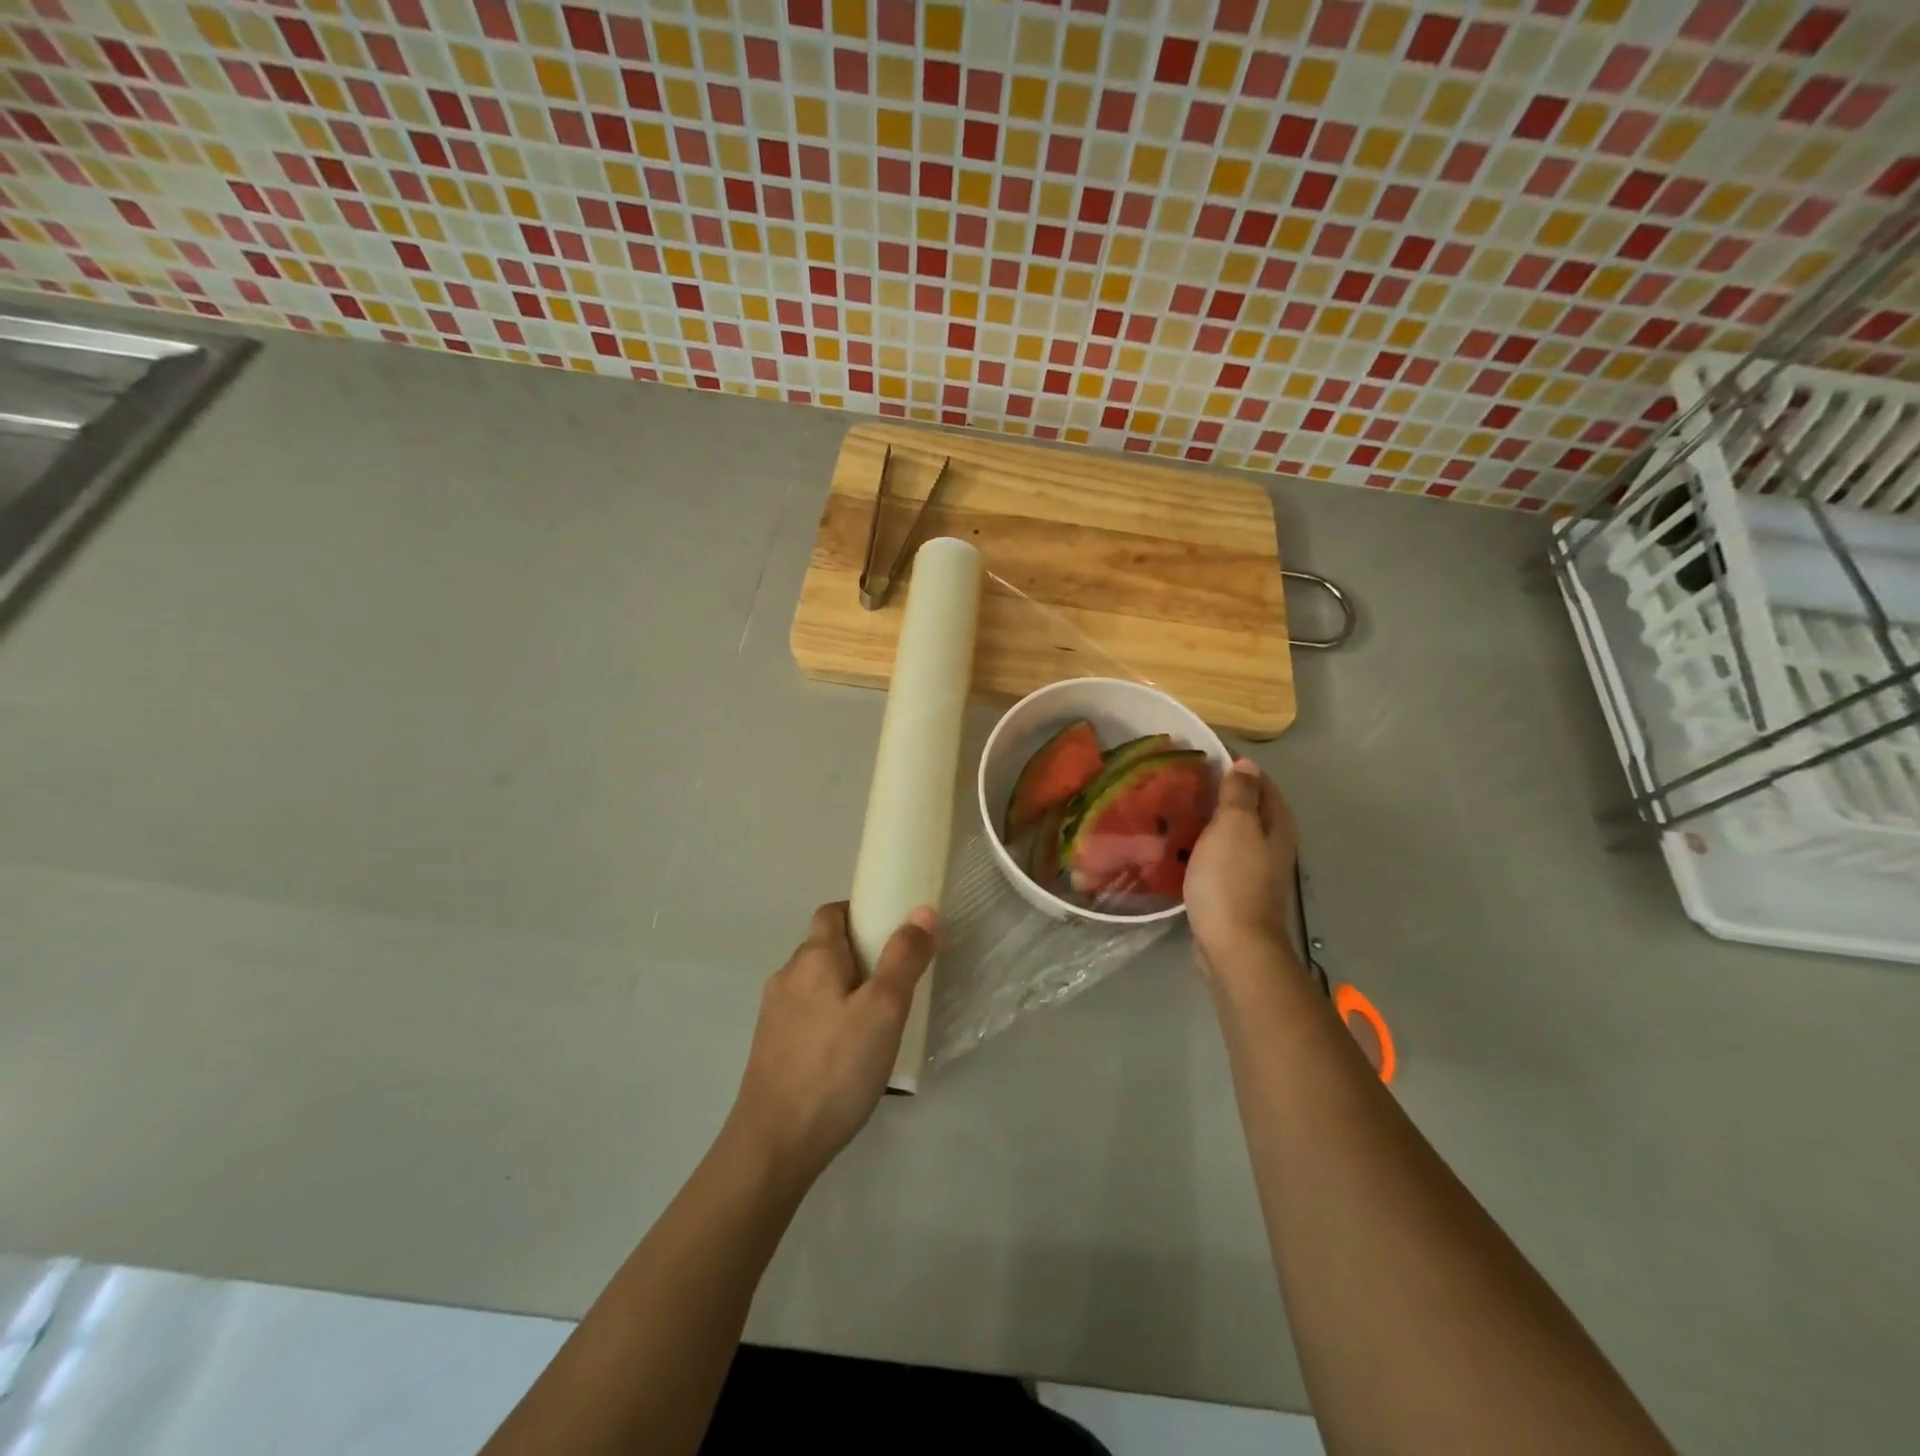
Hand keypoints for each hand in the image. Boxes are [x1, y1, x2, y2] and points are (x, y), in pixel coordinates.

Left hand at [726, 901, 937, 1185]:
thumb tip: (922, 911)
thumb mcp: (883, 1009)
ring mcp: (774, 1014)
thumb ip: (904, 958)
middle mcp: (787, 976)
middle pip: (825, 947)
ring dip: (845, 989)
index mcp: (812, 957)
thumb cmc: (835, 1067)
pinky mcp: (771, 1048)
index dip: (861, 913)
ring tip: (878, 1020)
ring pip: (816, 984)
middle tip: (897, 980)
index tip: (893, 932)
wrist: (774, 1145)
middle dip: (860, 954)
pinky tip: (850, 1052)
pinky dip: (830, 1018)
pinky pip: (807, 1016)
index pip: (832, 912)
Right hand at [1184, 758, 1300, 981]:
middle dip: (1218, 789)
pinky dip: (1200, 843)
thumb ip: (1239, 793)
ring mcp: (1253, 869)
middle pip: (1247, 806)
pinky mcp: (1233, 889)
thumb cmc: (1232, 880)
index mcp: (1276, 825)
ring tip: (1172, 805)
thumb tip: (1246, 764)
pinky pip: (1216, 855)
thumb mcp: (1234, 827)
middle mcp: (1270, 844)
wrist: (1233, 946)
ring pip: (1230, 832)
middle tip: (1181, 777)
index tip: (1200, 751)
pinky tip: (1176, 842)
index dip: (1234, 763)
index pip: (1260, 781)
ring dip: (1206, 817)